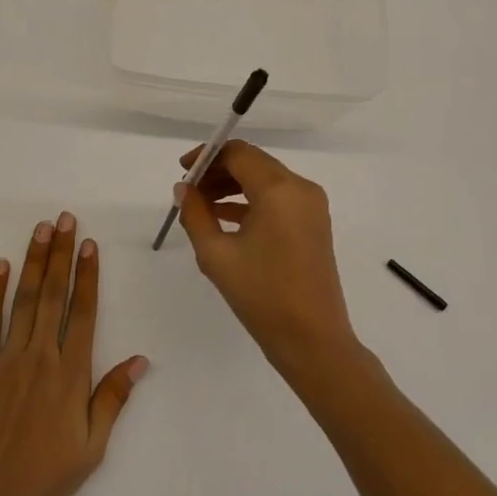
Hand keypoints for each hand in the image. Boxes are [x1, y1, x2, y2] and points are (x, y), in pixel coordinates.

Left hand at [0, 213, 147, 495]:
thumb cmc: (45, 480)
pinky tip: (0, 267)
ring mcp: (7, 359)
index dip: (87, 275)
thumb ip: (113, 398)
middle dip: (60, 254)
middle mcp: (41, 355)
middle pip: (53, 294)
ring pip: (24, 299)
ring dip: (33, 261)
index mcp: (71, 373)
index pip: (84, 312)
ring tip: (40, 229)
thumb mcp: (91, 448)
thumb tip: (140, 359)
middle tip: (64, 219)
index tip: (88, 243)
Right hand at [174, 141, 358, 377]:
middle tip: (189, 190)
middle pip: (253, 162)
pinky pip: (278, 198)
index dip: (207, 156)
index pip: (238, 153)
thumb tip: (184, 189)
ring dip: (233, 186)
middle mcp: (300, 188)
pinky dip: (251, 201)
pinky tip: (224, 218)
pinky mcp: (314, 223)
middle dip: (218, 171)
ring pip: (265, 179)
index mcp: (279, 189)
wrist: (313, 342)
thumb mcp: (217, 255)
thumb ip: (195, 214)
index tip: (182, 171)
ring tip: (201, 206)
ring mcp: (311, 205)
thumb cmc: (262, 297)